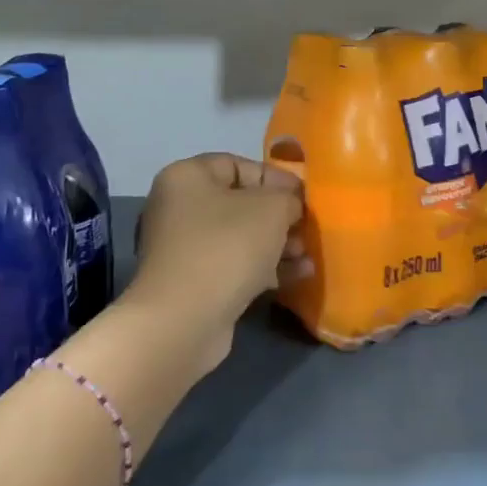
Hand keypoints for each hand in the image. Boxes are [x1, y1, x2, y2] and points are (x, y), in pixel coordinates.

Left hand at [125, 153, 303, 371]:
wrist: (185, 320)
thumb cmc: (227, 246)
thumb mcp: (272, 208)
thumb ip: (288, 198)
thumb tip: (290, 206)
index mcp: (187, 177)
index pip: (237, 165)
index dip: (275, 177)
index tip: (304, 195)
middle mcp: (178, 208)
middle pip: (240, 203)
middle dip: (280, 216)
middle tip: (308, 227)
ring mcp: (184, 249)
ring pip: (240, 237)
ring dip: (277, 244)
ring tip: (307, 255)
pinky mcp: (194, 283)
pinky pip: (235, 265)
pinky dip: (265, 268)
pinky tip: (300, 275)